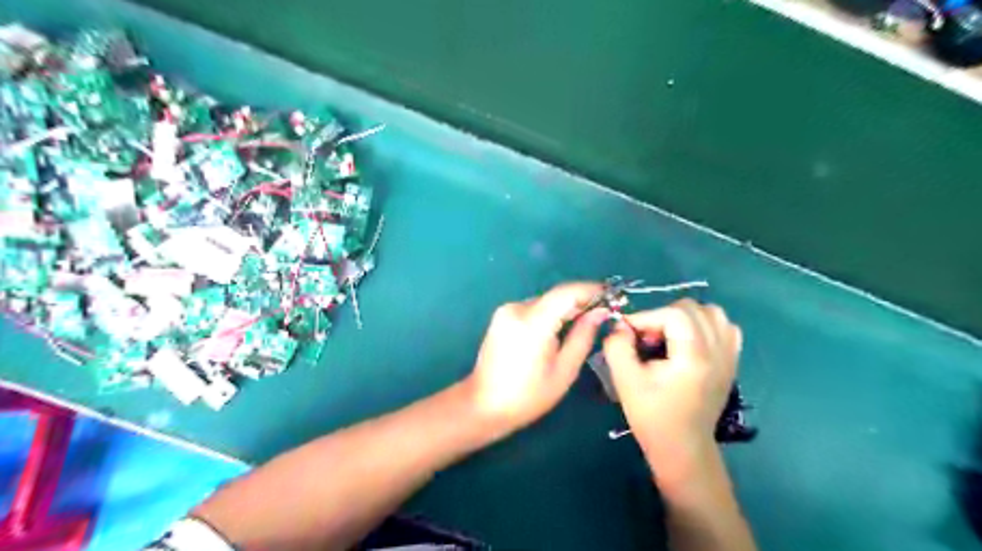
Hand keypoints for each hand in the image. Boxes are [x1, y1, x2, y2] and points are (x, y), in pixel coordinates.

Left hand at [465, 283, 610, 434]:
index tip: (613, 296)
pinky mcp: (502, 316)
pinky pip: (534, 309)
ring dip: (565, 309)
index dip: (592, 290)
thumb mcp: (564, 370)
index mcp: (532, 322)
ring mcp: (506, 311)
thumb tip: (600, 311)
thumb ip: (584, 335)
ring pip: (546, 302)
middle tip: (603, 314)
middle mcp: (517, 308)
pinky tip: (560, 330)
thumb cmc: (528, 396)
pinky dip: (550, 315)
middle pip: (556, 296)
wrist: (484, 405)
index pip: (567, 292)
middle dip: (581, 302)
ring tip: (584, 325)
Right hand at [602, 302, 741, 469]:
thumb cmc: (652, 416)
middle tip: (647, 338)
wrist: (682, 447)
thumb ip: (617, 346)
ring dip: (685, 317)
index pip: (674, 314)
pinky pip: (724, 327)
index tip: (628, 333)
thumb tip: (620, 325)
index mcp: (694, 357)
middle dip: (663, 315)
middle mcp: (718, 351)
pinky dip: (705, 325)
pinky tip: (689, 341)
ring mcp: (729, 356)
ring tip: (668, 336)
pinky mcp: (731, 361)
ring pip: (712, 313)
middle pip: (693, 308)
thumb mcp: (625, 381)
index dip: (646, 316)